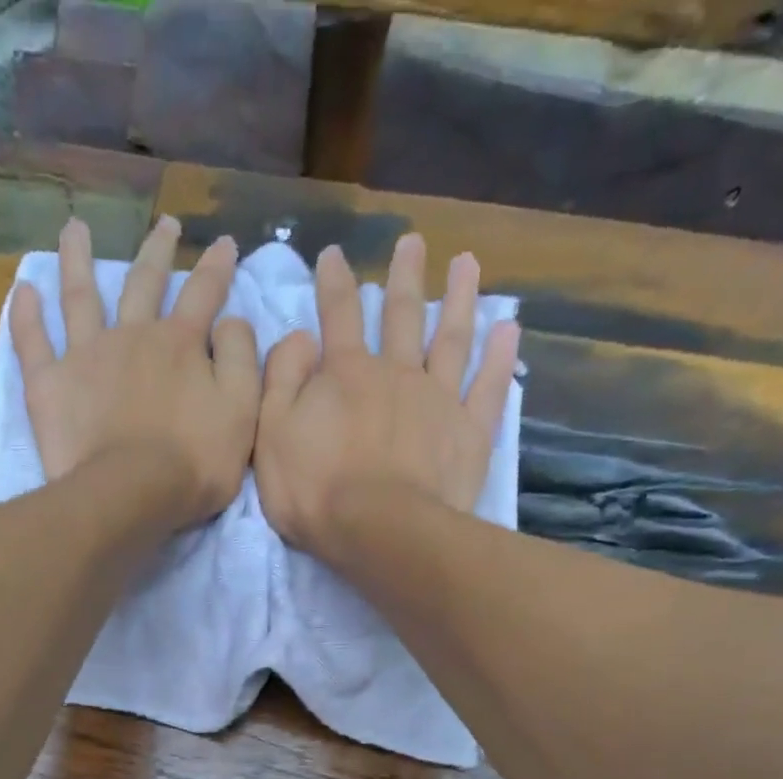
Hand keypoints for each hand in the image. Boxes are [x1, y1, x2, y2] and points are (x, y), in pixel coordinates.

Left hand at [11, 215, 260, 526]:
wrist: (131, 493)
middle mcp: (132, 336)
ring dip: (77, 258)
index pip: (204, 294)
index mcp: (180, 345)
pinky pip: (33, 342)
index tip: (224, 243)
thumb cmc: (194, 463)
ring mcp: (86, 356)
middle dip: (158, 251)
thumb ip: (242, 360)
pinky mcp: (50, 384)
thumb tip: (231, 322)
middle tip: (165, 224)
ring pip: (80, 295)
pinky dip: (26, 315)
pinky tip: (24, 290)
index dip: (217, 267)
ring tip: (74, 227)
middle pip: (144, 282)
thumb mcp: (241, 413)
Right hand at [253, 233, 518, 552]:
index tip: (333, 254)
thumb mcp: (272, 435)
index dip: (333, 283)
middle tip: (413, 242)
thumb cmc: (316, 492)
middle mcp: (397, 373)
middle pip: (402, 315)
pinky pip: (488, 386)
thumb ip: (281, 380)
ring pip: (452, 338)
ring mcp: (438, 400)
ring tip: (468, 264)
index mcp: (346, 374)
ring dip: (460, 299)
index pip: (338, 316)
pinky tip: (509, 329)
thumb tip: (299, 338)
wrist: (379, 532)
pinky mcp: (469, 433)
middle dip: (404, 277)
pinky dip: (500, 357)